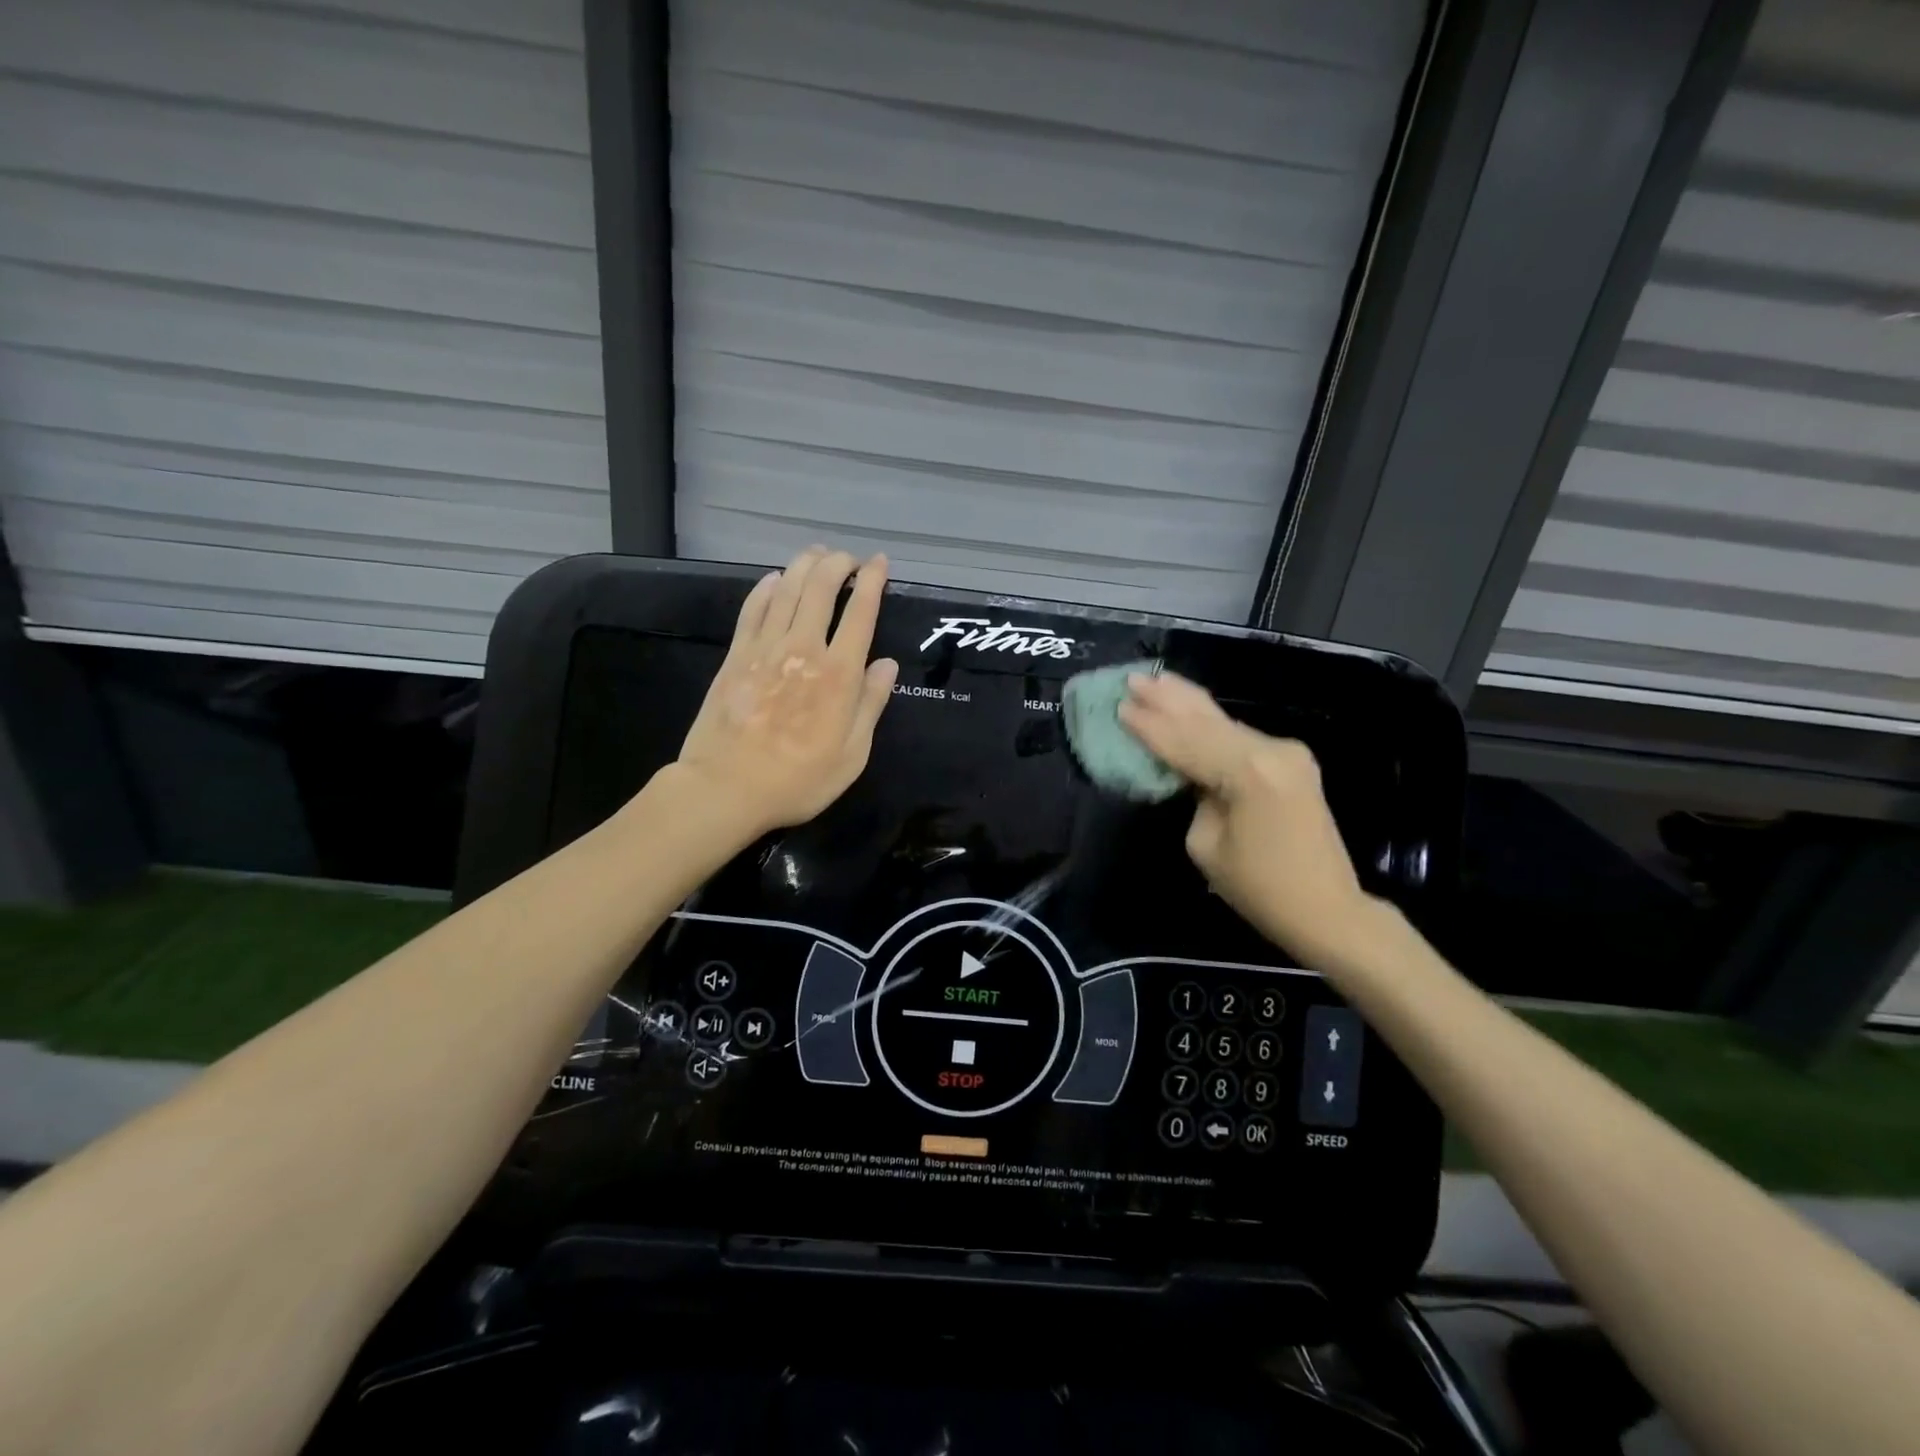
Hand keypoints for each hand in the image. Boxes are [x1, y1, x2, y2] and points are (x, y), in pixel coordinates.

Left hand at [672, 547, 898, 839]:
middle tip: (849, 558)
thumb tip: (887, 664)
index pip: (860, 614)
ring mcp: (765, 649)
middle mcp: (804, 650)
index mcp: (839, 675)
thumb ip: (871, 705)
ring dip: (805, 566)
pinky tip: (776, 579)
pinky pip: (753, 609)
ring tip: (817, 554)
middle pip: (822, 589)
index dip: (872, 583)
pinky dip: (767, 588)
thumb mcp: (851, 755)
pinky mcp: (736, 655)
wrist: (726, 788)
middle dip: (838, 564)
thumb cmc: (798, 780)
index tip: (880, 563)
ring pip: (788, 590)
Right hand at [1118, 672, 1371, 965]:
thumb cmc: (1259, 888)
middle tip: (1133, 677)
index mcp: (1248, 773)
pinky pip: (1239, 736)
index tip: (1119, 706)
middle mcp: (1271, 750)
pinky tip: (1189, 708)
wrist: (1327, 908)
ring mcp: (1286, 752)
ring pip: (1224, 721)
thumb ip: (1196, 796)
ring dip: (1187, 703)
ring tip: (1157, 680)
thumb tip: (1195, 774)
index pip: (1185, 742)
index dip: (1149, 727)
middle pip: (1207, 719)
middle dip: (1167, 698)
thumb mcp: (1206, 844)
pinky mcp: (1291, 760)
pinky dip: (1209, 723)